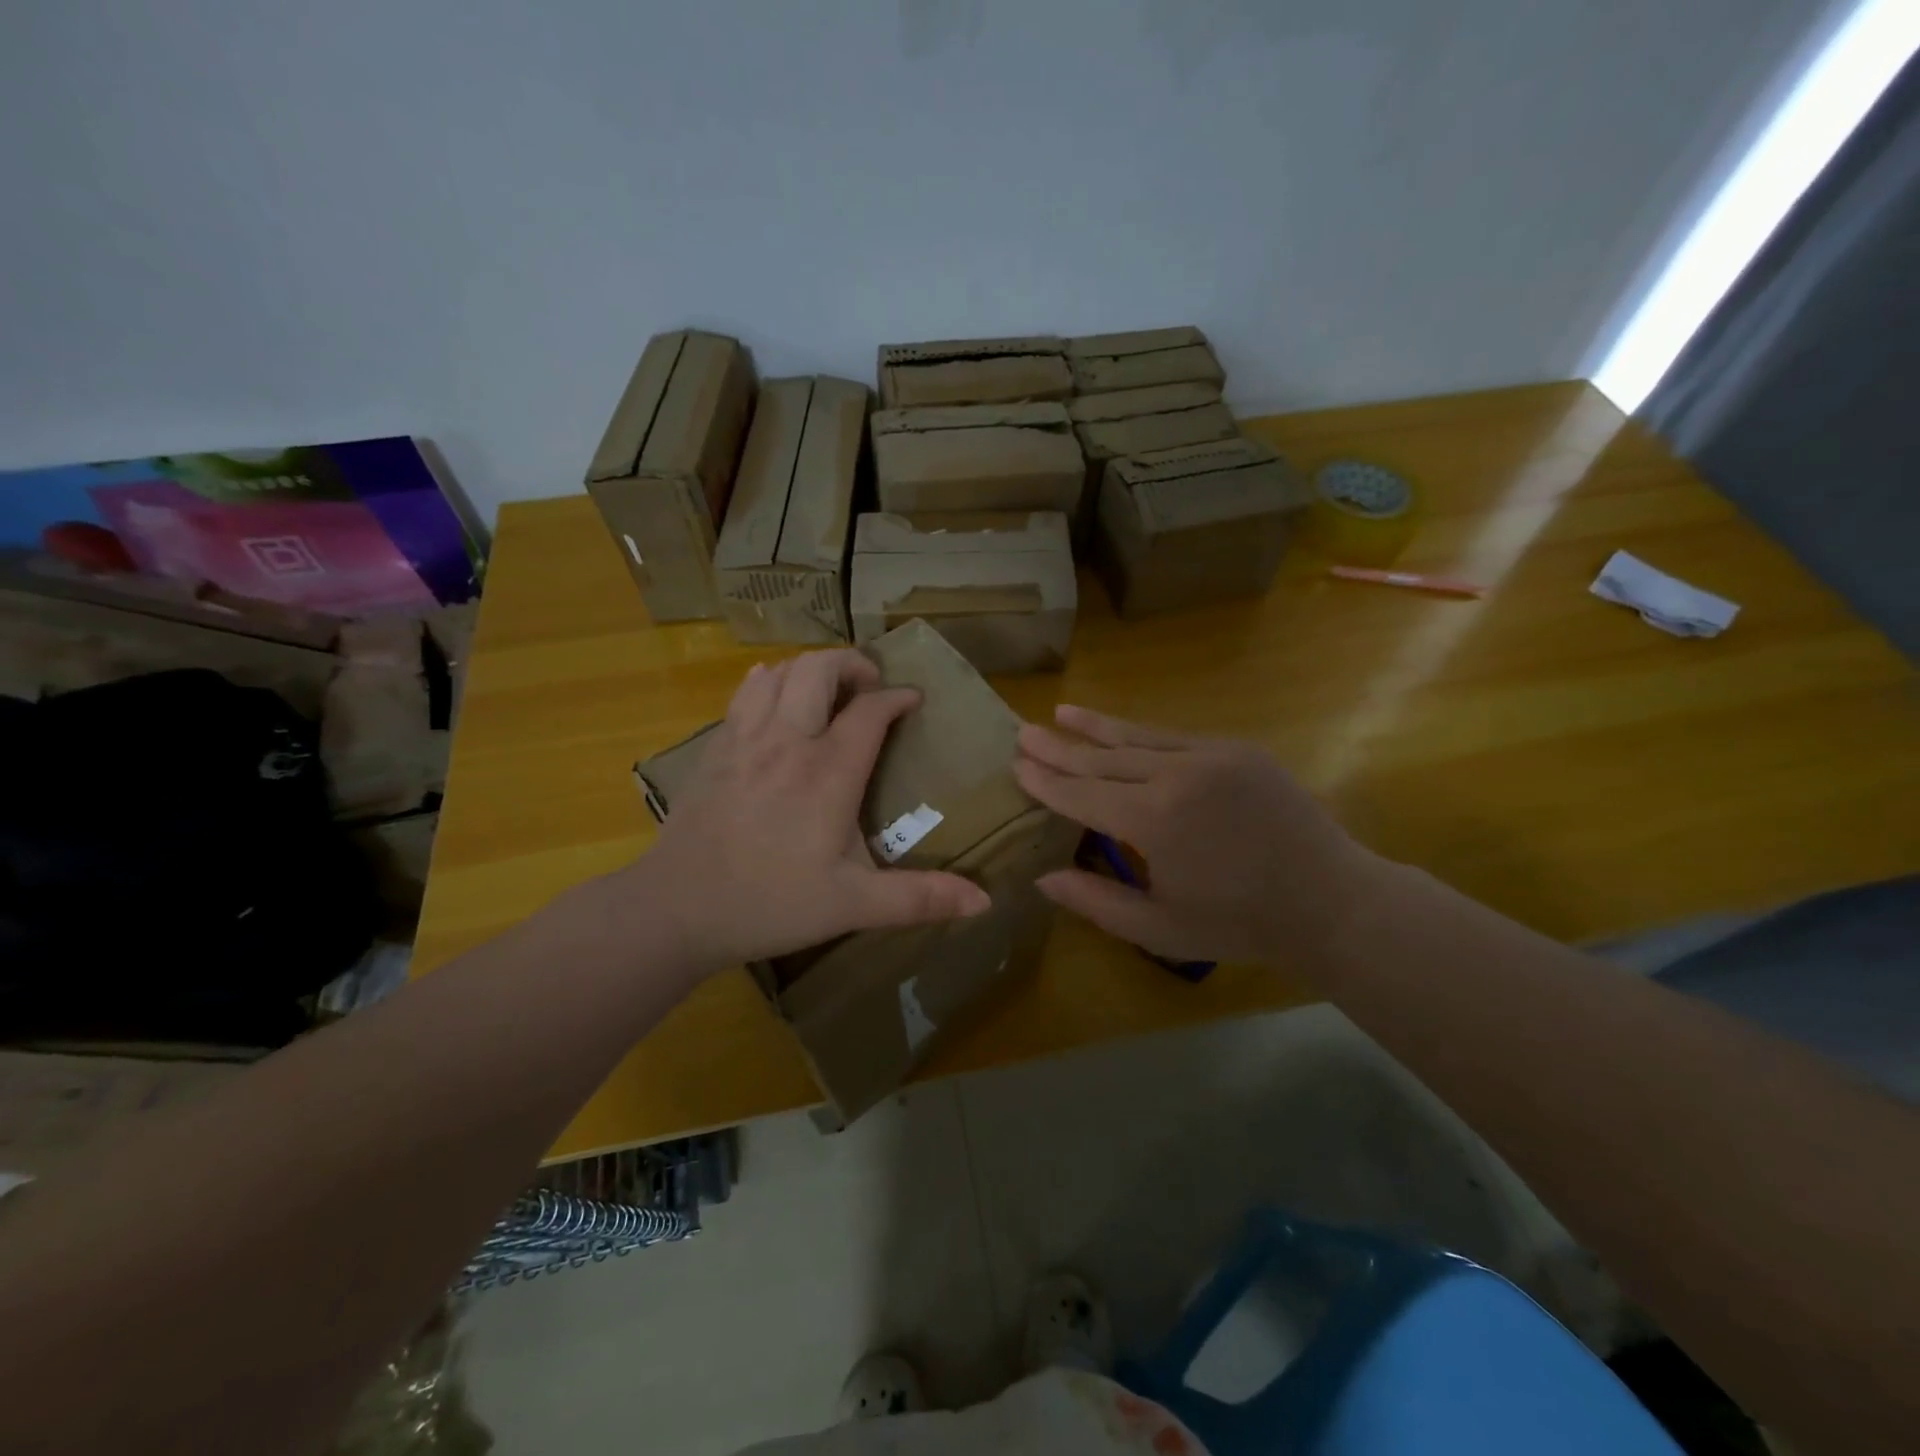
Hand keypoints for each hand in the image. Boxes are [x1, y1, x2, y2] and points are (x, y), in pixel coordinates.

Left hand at [640, 649, 990, 975]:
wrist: (676, 909)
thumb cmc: (770, 904)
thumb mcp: (853, 906)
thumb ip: (919, 899)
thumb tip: (984, 902)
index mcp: (828, 773)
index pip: (870, 711)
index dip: (897, 697)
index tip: (914, 700)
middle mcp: (787, 741)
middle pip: (819, 669)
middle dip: (853, 664)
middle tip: (871, 685)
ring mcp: (745, 740)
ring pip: (780, 673)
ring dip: (810, 669)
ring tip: (828, 690)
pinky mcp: (715, 749)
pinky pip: (744, 693)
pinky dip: (768, 682)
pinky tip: (774, 696)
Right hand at [1014, 705, 1381, 971]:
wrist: (1332, 901)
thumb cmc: (1241, 923)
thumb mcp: (1161, 928)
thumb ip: (1097, 902)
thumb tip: (1042, 877)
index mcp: (1154, 820)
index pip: (1083, 794)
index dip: (1047, 782)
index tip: (1017, 766)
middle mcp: (1177, 775)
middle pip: (1104, 758)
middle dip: (1061, 747)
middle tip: (1024, 732)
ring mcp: (1210, 756)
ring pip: (1139, 737)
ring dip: (1096, 726)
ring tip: (1062, 711)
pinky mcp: (1237, 750)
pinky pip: (1175, 737)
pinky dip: (1140, 733)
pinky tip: (1120, 729)